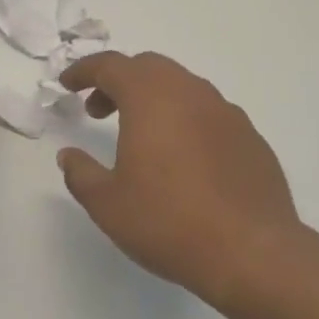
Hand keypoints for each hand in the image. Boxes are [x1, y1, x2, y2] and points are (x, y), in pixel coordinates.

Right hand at [57, 51, 311, 309]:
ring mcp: (226, 113)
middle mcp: (190, 93)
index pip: (110, 65)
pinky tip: (181, 157)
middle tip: (98, 111)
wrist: (252, 253)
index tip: (66, 84)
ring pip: (181, 86)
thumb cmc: (168, 222)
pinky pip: (208, 112)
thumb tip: (69, 155)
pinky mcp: (250, 137)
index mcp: (151, 98)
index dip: (83, 70)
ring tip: (138, 135)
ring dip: (152, 98)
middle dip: (118, 81)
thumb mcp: (107, 204)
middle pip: (148, 67)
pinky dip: (183, 119)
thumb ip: (81, 173)